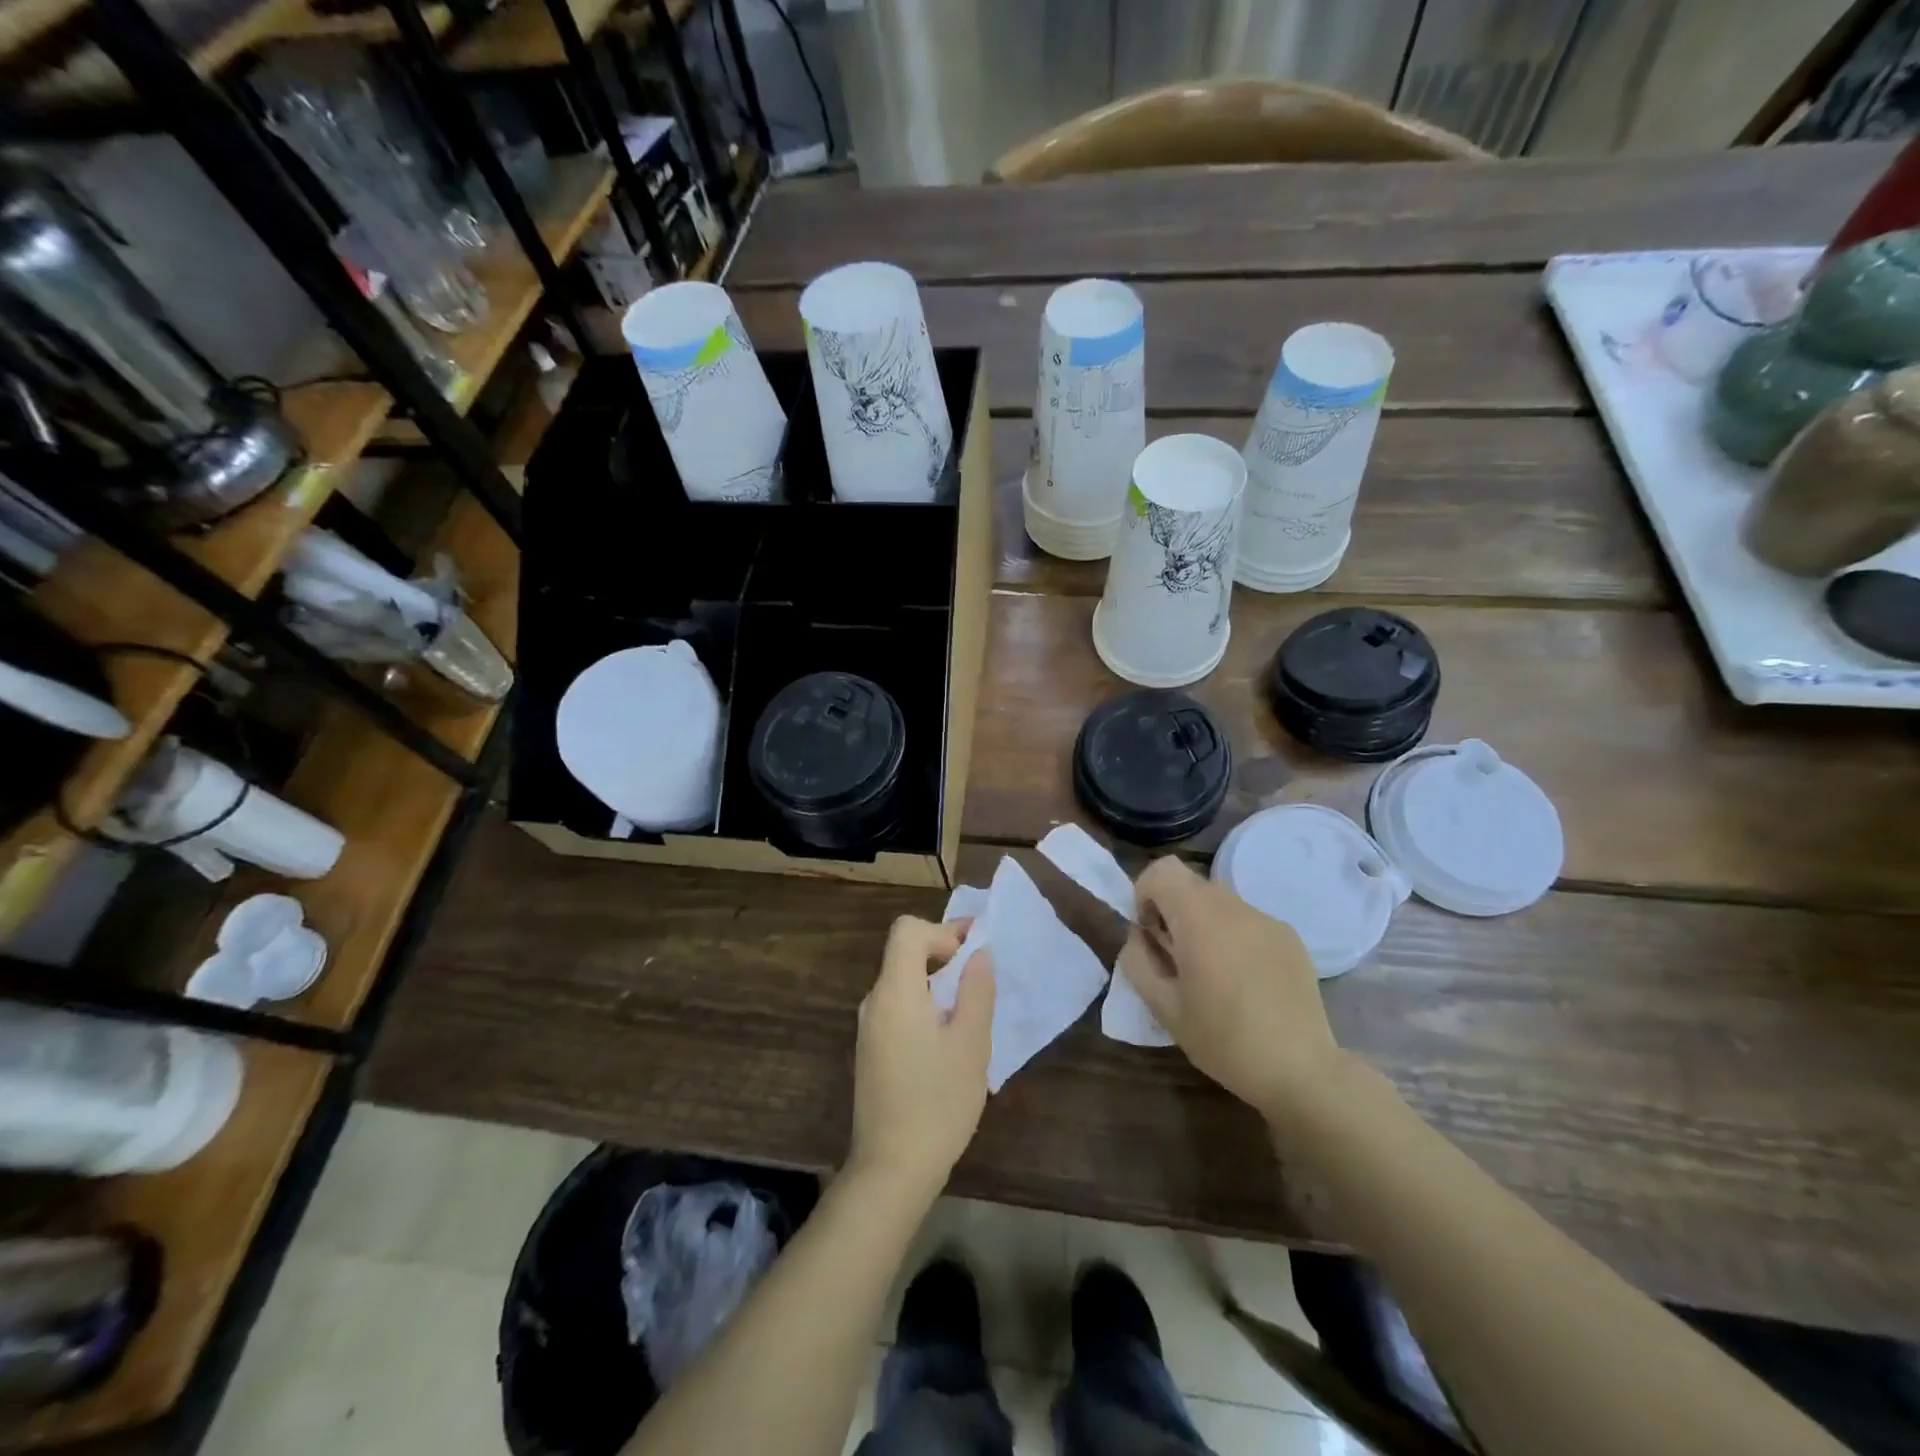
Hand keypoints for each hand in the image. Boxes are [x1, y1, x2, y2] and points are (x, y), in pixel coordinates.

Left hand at [848, 916, 994, 1199]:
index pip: (907, 931)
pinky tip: (949, 1039)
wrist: (891, 1170)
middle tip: (981, 978)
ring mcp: (869, 1028)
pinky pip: (898, 1008)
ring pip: (902, 981)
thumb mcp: (970, 1043)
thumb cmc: (938, 1103)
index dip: (942, 931)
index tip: (973, 954)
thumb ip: (976, 990)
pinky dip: (924, 1005)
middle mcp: (874, 1002)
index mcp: (895, 992)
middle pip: (904, 953)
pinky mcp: (871, 1050)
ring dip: (936, 982)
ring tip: (971, 1011)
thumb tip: (979, 953)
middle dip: (944, 954)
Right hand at [1118, 857, 1344, 1120]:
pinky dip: (1234, 938)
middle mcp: (1235, 906)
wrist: (1302, 1070)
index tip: (1150, 934)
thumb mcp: (1164, 1007)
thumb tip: (1139, 936)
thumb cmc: (1224, 1040)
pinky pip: (1248, 922)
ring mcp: (1267, 920)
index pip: (1162, 869)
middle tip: (1176, 959)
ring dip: (1203, 925)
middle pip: (1190, 885)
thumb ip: (1138, 961)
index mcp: (1200, 918)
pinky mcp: (1290, 937)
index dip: (1145, 894)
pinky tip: (1245, 982)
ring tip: (1211, 974)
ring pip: (1220, 903)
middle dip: (1173, 911)